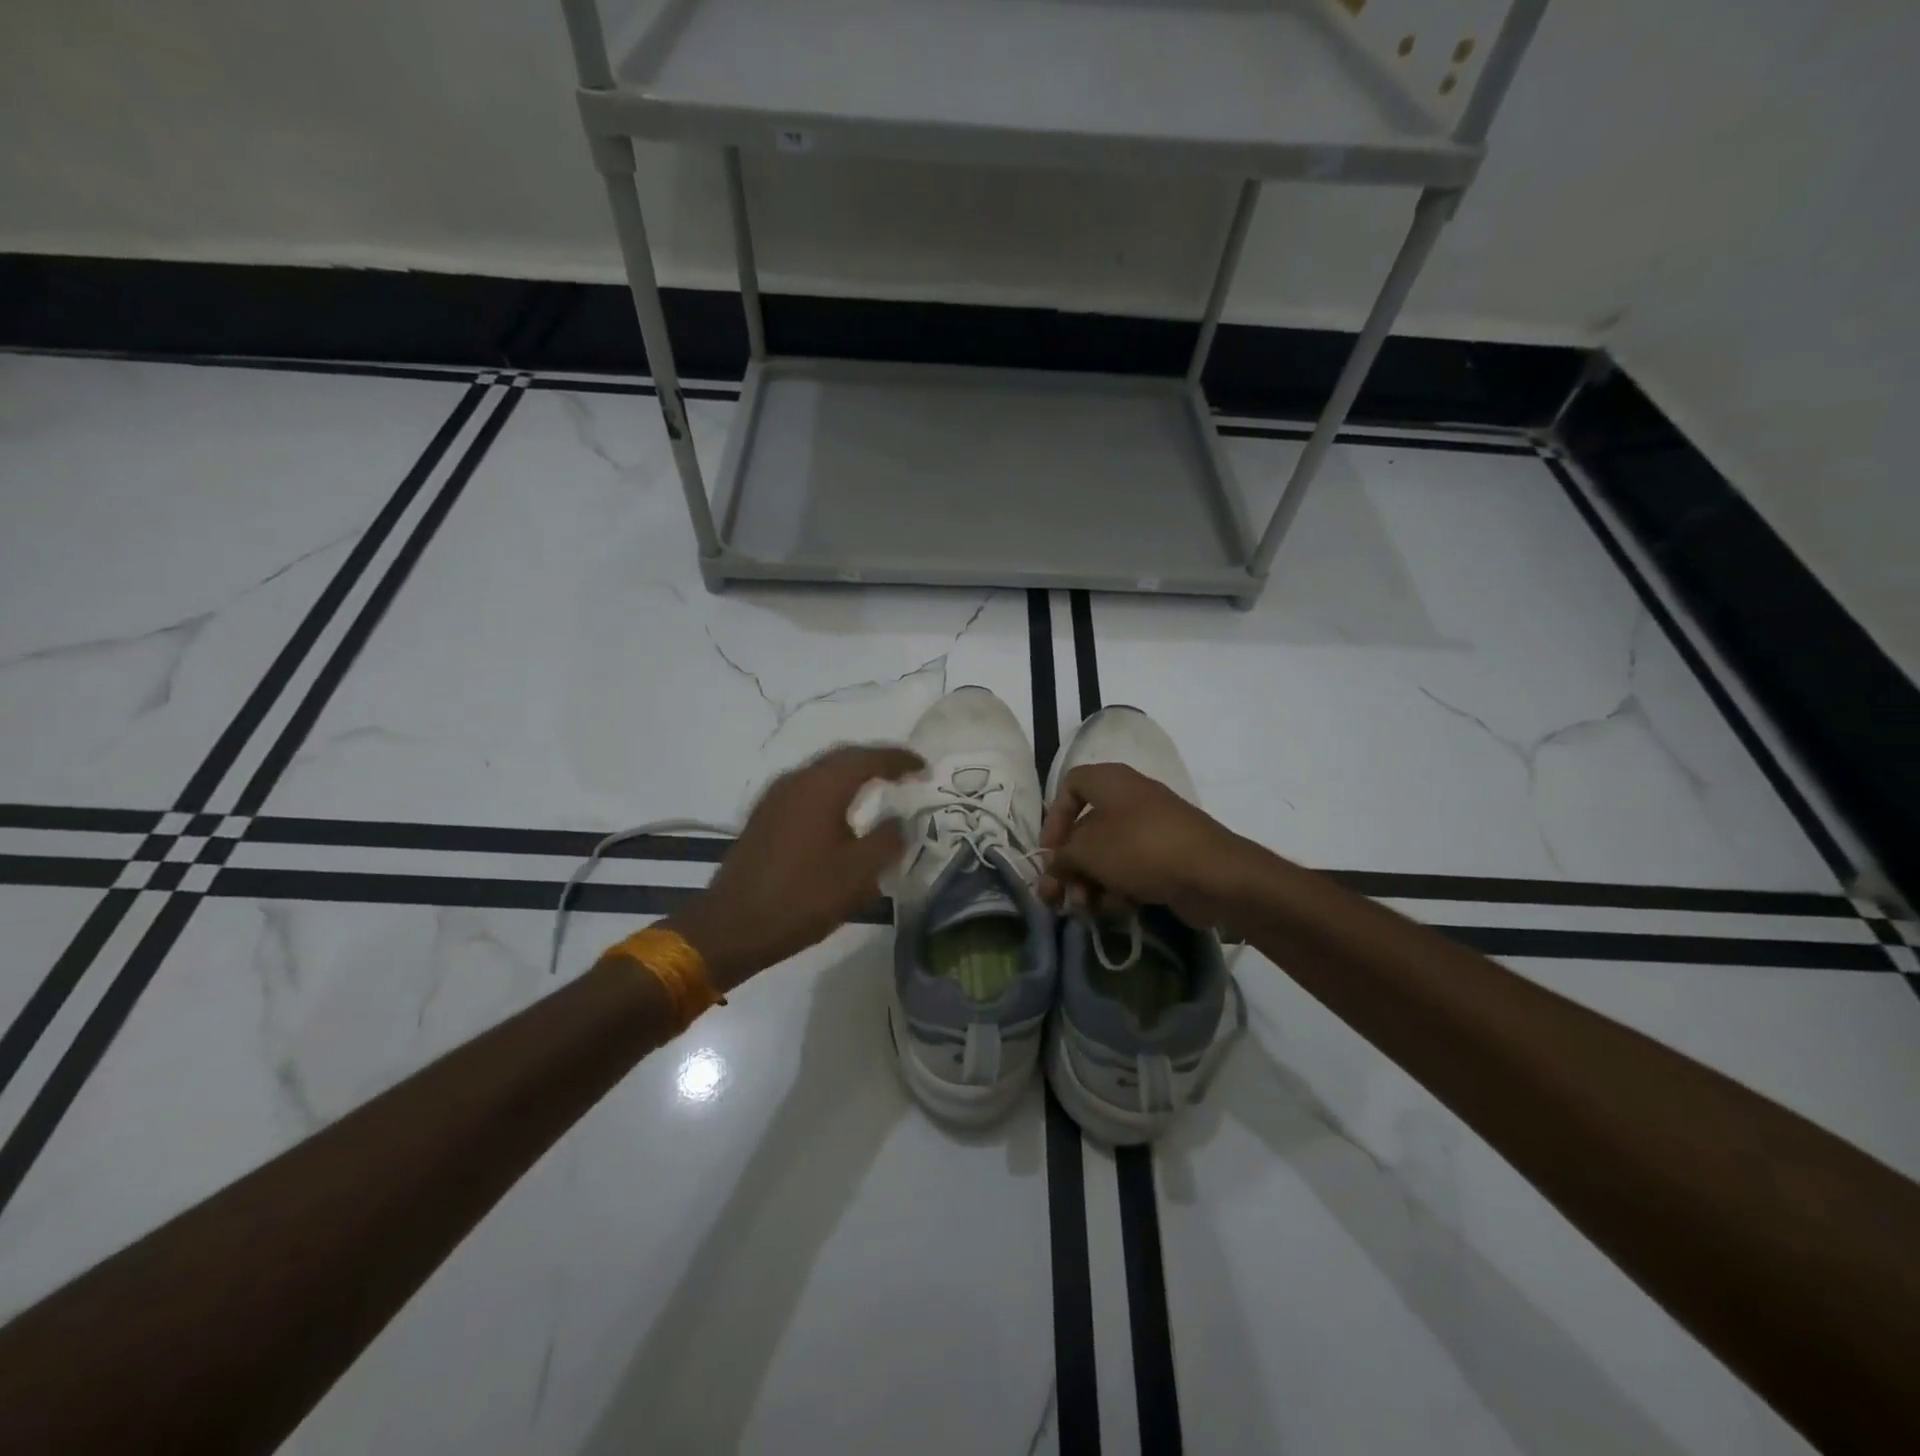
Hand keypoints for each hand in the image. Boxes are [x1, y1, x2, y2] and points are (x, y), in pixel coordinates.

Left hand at [665, 744, 923, 989]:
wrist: (732, 927)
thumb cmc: (802, 898)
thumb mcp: (858, 875)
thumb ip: (887, 841)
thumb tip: (900, 821)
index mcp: (822, 787)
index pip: (868, 758)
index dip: (899, 759)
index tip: (924, 768)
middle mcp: (796, 780)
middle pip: (843, 757)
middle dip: (876, 761)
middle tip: (904, 772)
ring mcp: (775, 796)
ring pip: (822, 772)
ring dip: (852, 774)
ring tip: (878, 788)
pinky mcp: (764, 815)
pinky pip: (807, 788)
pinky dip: (832, 790)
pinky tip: (841, 811)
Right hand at [1038, 763, 1263, 930]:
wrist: (1212, 874)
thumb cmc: (1141, 849)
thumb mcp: (1088, 851)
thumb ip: (1061, 857)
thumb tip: (1052, 865)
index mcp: (1111, 782)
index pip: (1070, 786)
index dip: (1055, 818)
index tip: (1049, 851)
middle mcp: (1130, 799)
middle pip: (1087, 830)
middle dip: (1070, 866)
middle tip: (1057, 898)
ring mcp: (1152, 829)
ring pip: (1108, 855)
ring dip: (1091, 883)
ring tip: (1086, 910)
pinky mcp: (1168, 857)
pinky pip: (1133, 869)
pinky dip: (1120, 887)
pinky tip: (1119, 909)